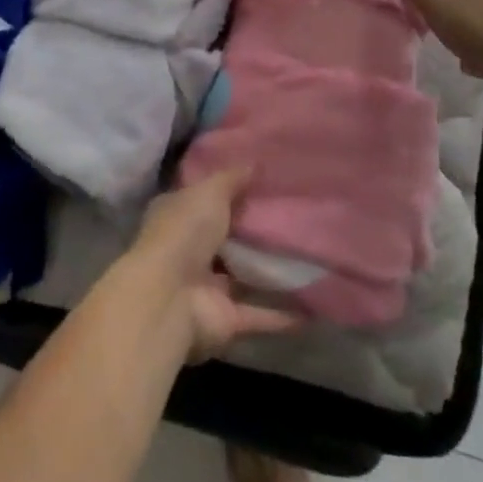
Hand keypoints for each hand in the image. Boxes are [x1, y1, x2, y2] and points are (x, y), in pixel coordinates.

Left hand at [126, 168, 298, 359]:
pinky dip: (282, 314)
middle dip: (250, 231)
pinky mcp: (225, 319)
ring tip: (308, 258)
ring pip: (242, 277)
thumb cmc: (184, 231)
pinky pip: (259, 314)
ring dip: (268, 272)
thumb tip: (254, 163)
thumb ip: (232, 178)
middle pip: (224, 238)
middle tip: (292, 216)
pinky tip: (312, 306)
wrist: (170, 298)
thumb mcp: (210, 191)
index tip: (260, 182)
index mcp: (178, 215)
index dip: (227, 190)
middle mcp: (189, 250)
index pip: (202, 198)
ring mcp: (207, 287)